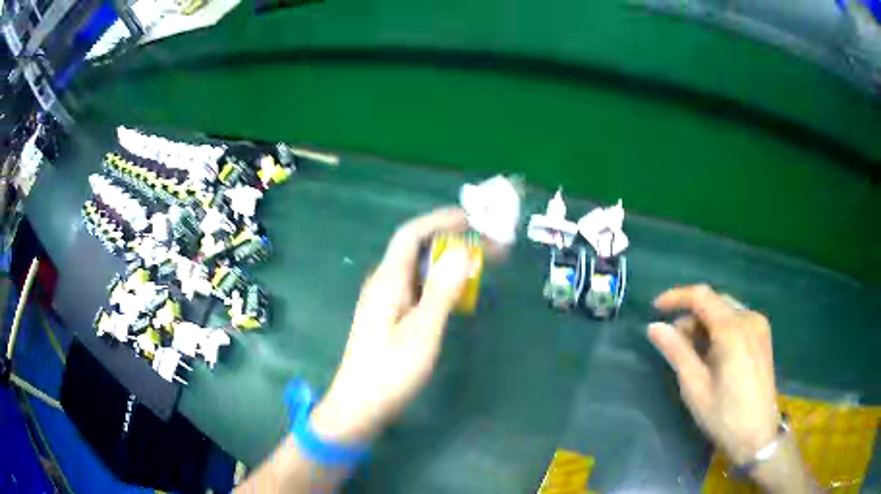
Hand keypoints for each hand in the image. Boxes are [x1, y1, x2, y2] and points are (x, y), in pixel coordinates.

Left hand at [310, 208, 472, 443]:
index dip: (441, 221)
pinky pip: (417, 289)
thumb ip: (442, 291)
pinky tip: (456, 296)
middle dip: (451, 241)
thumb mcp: (422, 331)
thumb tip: (461, 251)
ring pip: (419, 271)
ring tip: (479, 267)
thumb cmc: (390, 372)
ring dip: (448, 264)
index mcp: (387, 280)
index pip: (411, 235)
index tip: (473, 219)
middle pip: (417, 250)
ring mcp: (385, 301)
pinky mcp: (389, 318)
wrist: (359, 406)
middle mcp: (383, 283)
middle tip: (487, 246)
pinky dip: (440, 284)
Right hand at [648, 285, 779, 464]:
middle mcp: (749, 318)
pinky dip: (720, 329)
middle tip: (674, 343)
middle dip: (691, 317)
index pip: (701, 296)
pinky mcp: (763, 337)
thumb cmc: (723, 415)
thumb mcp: (695, 386)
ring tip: (693, 353)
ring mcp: (759, 326)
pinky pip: (737, 320)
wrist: (757, 435)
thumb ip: (676, 351)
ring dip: (705, 324)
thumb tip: (654, 327)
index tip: (654, 309)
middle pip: (714, 302)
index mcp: (733, 329)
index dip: (676, 297)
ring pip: (726, 311)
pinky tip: (714, 354)